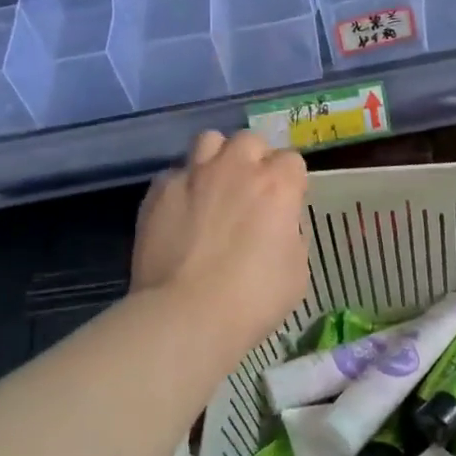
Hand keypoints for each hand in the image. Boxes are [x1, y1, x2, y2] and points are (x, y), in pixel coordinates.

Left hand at [133, 129, 309, 356]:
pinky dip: (182, 186)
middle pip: (249, 140)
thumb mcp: (296, 272)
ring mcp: (193, 175)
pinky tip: (180, 211)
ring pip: (208, 141)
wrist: (186, 314)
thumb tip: (279, 226)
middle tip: (249, 190)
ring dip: (216, 158)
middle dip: (253, 159)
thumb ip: (291, 236)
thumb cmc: (252, 300)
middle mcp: (235, 168)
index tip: (285, 204)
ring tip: (213, 186)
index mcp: (277, 186)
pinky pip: (174, 173)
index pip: (291, 161)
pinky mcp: (159, 191)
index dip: (290, 182)